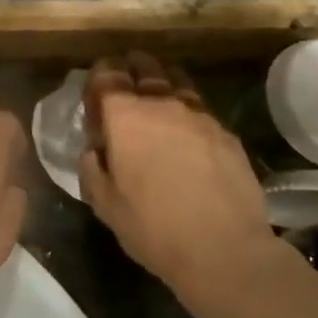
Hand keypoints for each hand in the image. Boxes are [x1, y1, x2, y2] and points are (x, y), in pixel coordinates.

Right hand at [79, 54, 280, 293]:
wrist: (225, 249)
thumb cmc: (153, 227)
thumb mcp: (105, 204)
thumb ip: (92, 168)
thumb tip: (93, 150)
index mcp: (124, 117)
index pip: (106, 75)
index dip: (98, 75)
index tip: (94, 88)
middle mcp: (161, 103)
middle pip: (144, 67)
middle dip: (131, 68)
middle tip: (124, 82)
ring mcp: (198, 115)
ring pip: (176, 80)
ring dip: (162, 82)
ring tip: (157, 98)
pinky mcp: (226, 132)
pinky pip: (200, 107)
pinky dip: (187, 109)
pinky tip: (187, 130)